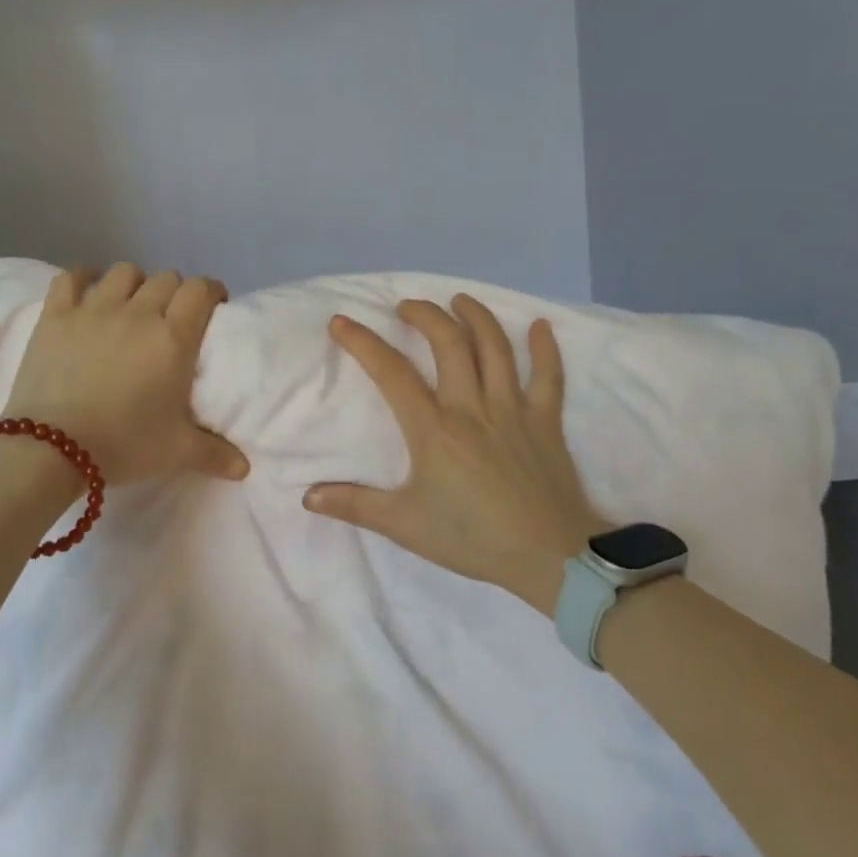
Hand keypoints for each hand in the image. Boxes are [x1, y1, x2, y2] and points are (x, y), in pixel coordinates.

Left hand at [3, 264, 249, 487]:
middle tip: (172, 318)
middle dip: (175, 292)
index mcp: (173, 337)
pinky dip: (83, 277)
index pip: (200, 290)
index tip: (212, 308)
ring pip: (124, 272)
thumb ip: (215, 454)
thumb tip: (245, 469)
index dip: (211, 292)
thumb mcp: (176, 452)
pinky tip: (87, 290)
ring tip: (132, 305)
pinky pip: (71, 277)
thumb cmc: (123, 445)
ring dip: (135, 283)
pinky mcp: (56, 315)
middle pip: (166, 278)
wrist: (50, 450)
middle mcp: (138, 313)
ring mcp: (93, 309)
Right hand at [303, 294, 605, 612]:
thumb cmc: (473, 538)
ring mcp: (513, 409)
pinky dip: (546, 348)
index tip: (341, 321)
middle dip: (424, 316)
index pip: (391, 373)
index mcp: (434, 429)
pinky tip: (540, 326)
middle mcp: (472, 407)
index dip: (363, 343)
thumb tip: (308, 496)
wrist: (549, 556)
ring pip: (495, 348)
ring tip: (460, 300)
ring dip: (476, 317)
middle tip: (407, 306)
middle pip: (448, 344)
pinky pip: (549, 376)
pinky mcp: (546, 421)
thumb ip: (356, 506)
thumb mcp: (405, 525)